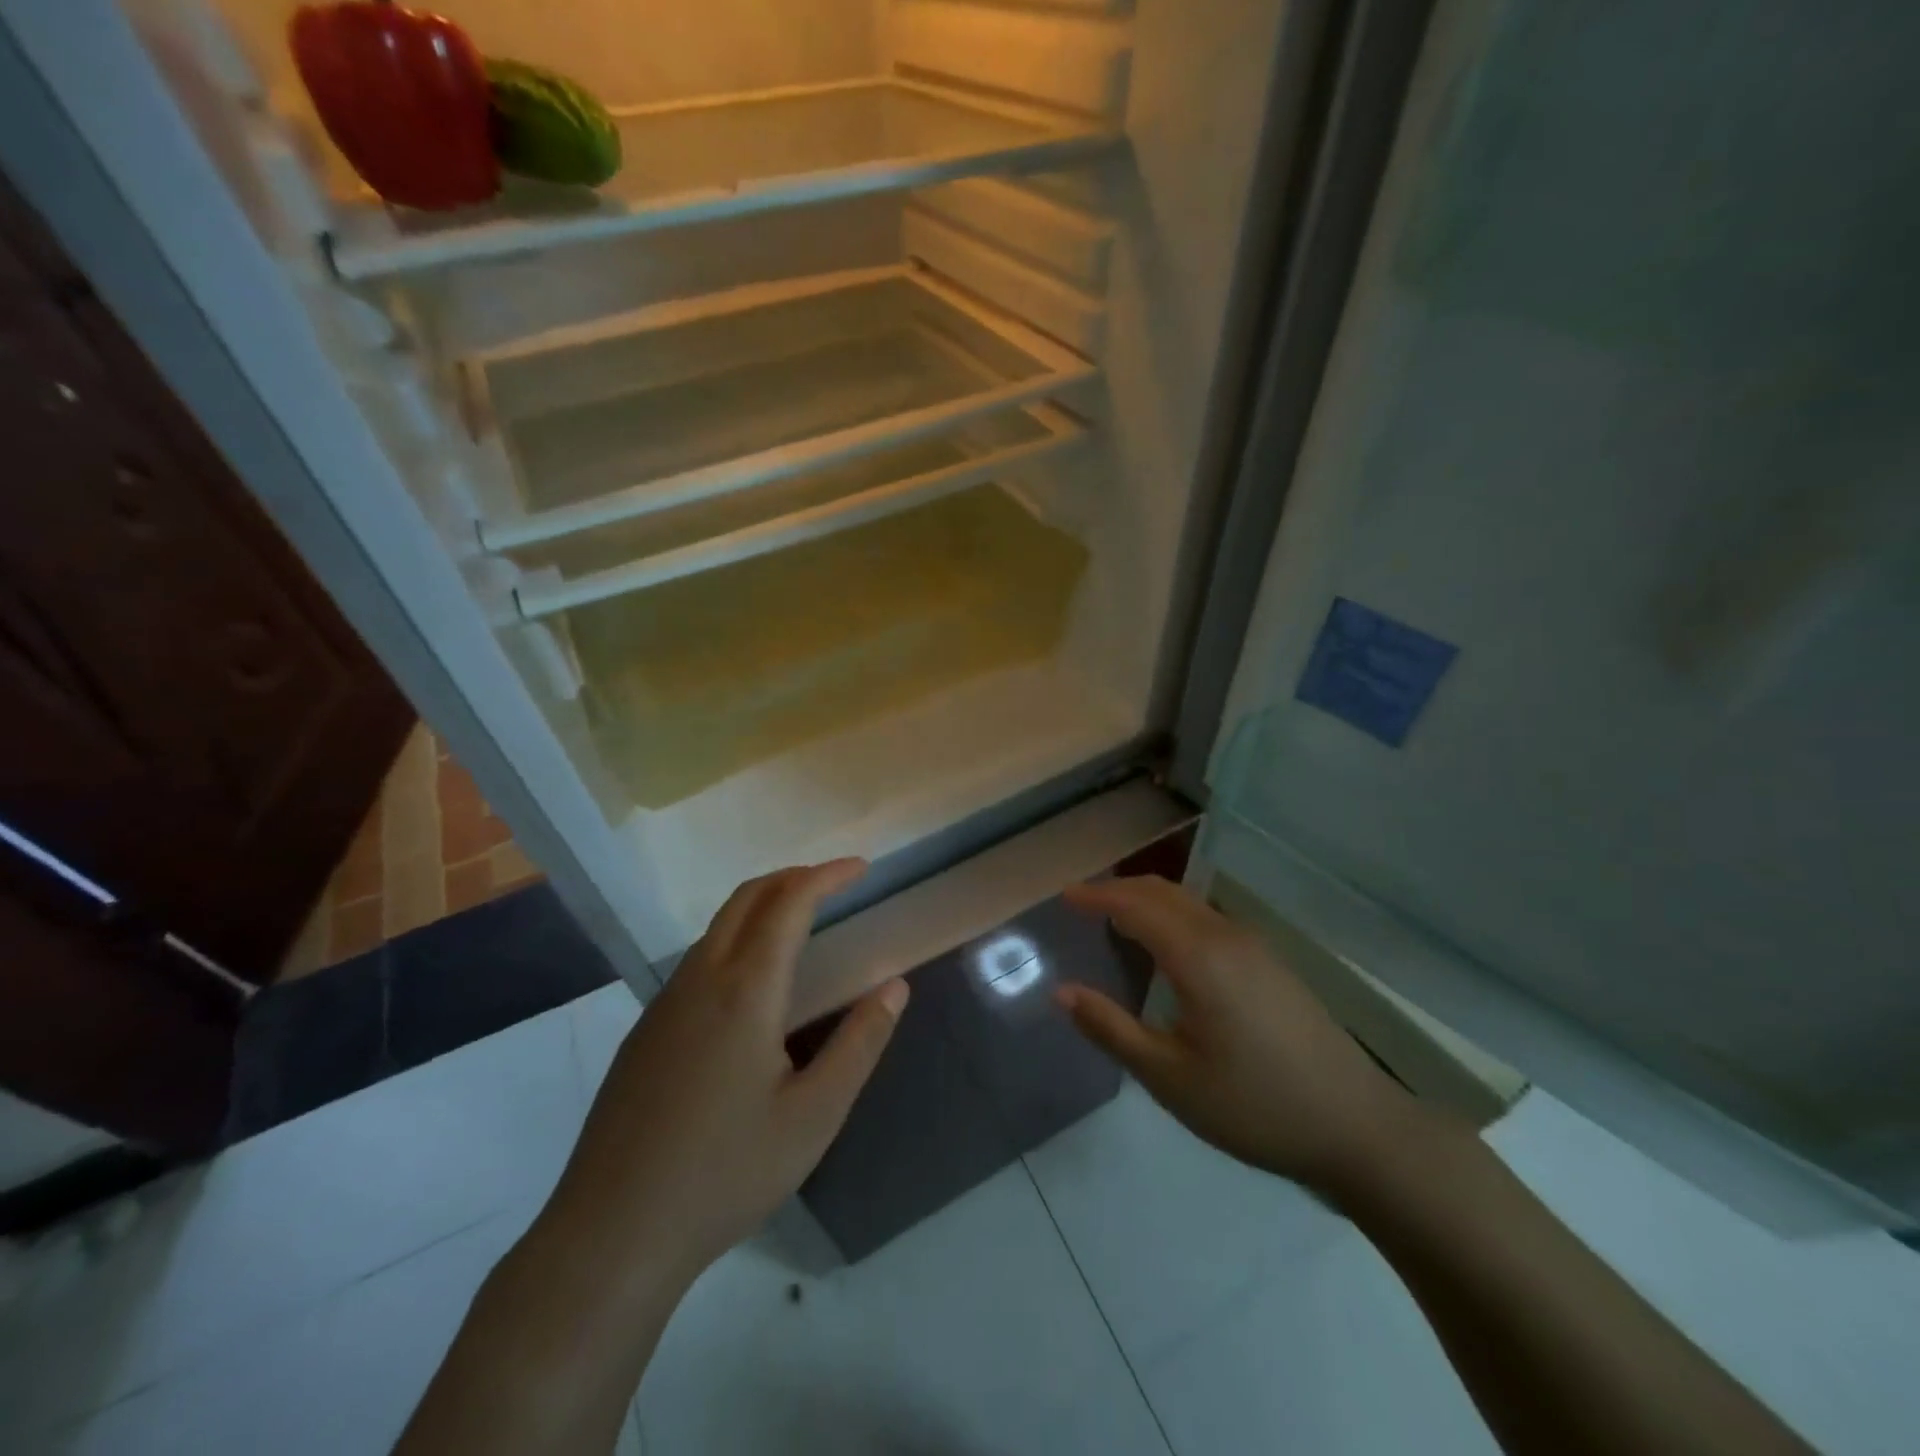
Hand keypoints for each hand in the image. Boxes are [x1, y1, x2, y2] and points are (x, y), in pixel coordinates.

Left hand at [543, 860, 908, 1289]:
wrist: (612, 1235)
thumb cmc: (726, 1174)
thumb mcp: (814, 1115)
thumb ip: (860, 1043)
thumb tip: (895, 986)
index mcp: (745, 990)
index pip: (789, 903)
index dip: (826, 876)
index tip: (861, 868)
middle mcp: (700, 980)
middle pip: (746, 898)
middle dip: (792, 878)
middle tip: (833, 884)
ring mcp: (664, 1004)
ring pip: (716, 927)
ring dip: (761, 907)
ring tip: (800, 925)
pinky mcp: (644, 1032)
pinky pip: (697, 961)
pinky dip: (735, 940)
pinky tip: (751, 988)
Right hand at [1057, 876, 1451, 1197]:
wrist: (1358, 1127)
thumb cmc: (1255, 1106)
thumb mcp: (1170, 1078)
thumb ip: (1111, 1029)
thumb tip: (1062, 992)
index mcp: (1199, 956)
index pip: (1135, 905)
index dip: (1096, 896)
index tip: (1064, 897)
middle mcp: (1226, 935)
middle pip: (1163, 892)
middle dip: (1119, 889)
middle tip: (1082, 904)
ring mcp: (1255, 946)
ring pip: (1189, 902)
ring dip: (1147, 900)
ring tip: (1115, 919)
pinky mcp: (1271, 962)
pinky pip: (1208, 918)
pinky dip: (1173, 915)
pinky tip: (1167, 946)